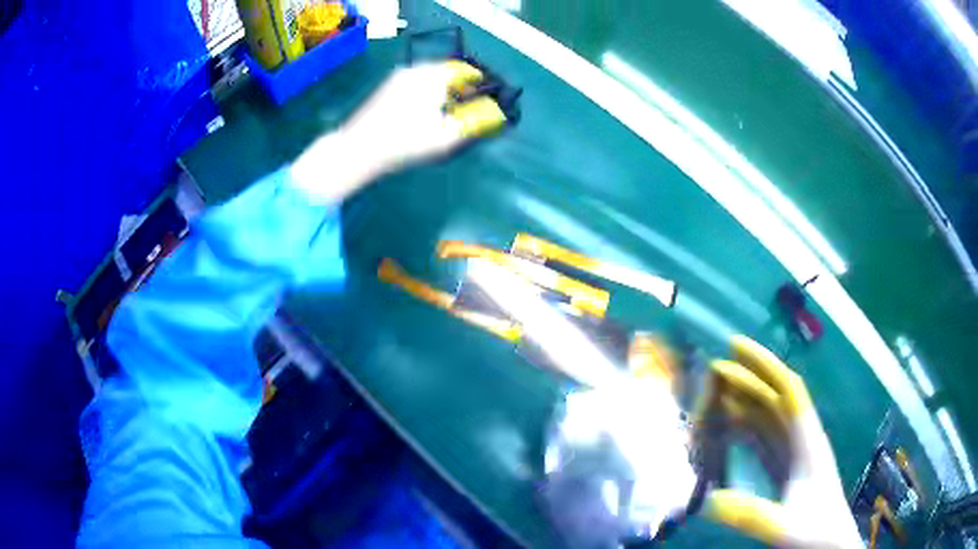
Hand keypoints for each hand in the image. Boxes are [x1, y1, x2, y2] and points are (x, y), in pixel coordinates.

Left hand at [292, 62, 485, 204]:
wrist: (358, 149)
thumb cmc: (405, 141)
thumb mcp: (446, 136)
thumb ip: (474, 121)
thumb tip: (495, 114)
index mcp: (434, 75)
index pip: (467, 71)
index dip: (481, 85)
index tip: (488, 102)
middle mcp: (417, 69)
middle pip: (449, 73)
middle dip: (462, 90)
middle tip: (469, 111)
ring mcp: (399, 77)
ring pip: (432, 79)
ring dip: (445, 93)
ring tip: (449, 115)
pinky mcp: (388, 88)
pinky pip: (417, 84)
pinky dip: (428, 95)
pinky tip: (426, 115)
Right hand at [698, 336, 861, 547]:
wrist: (831, 544)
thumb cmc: (816, 532)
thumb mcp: (785, 527)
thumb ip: (752, 515)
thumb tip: (707, 502)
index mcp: (808, 441)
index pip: (788, 389)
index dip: (764, 364)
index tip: (735, 345)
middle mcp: (801, 439)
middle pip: (774, 398)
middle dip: (747, 379)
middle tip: (713, 369)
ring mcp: (794, 453)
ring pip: (768, 416)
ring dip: (744, 402)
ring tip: (714, 396)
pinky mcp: (785, 468)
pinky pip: (763, 438)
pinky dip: (744, 428)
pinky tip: (728, 429)